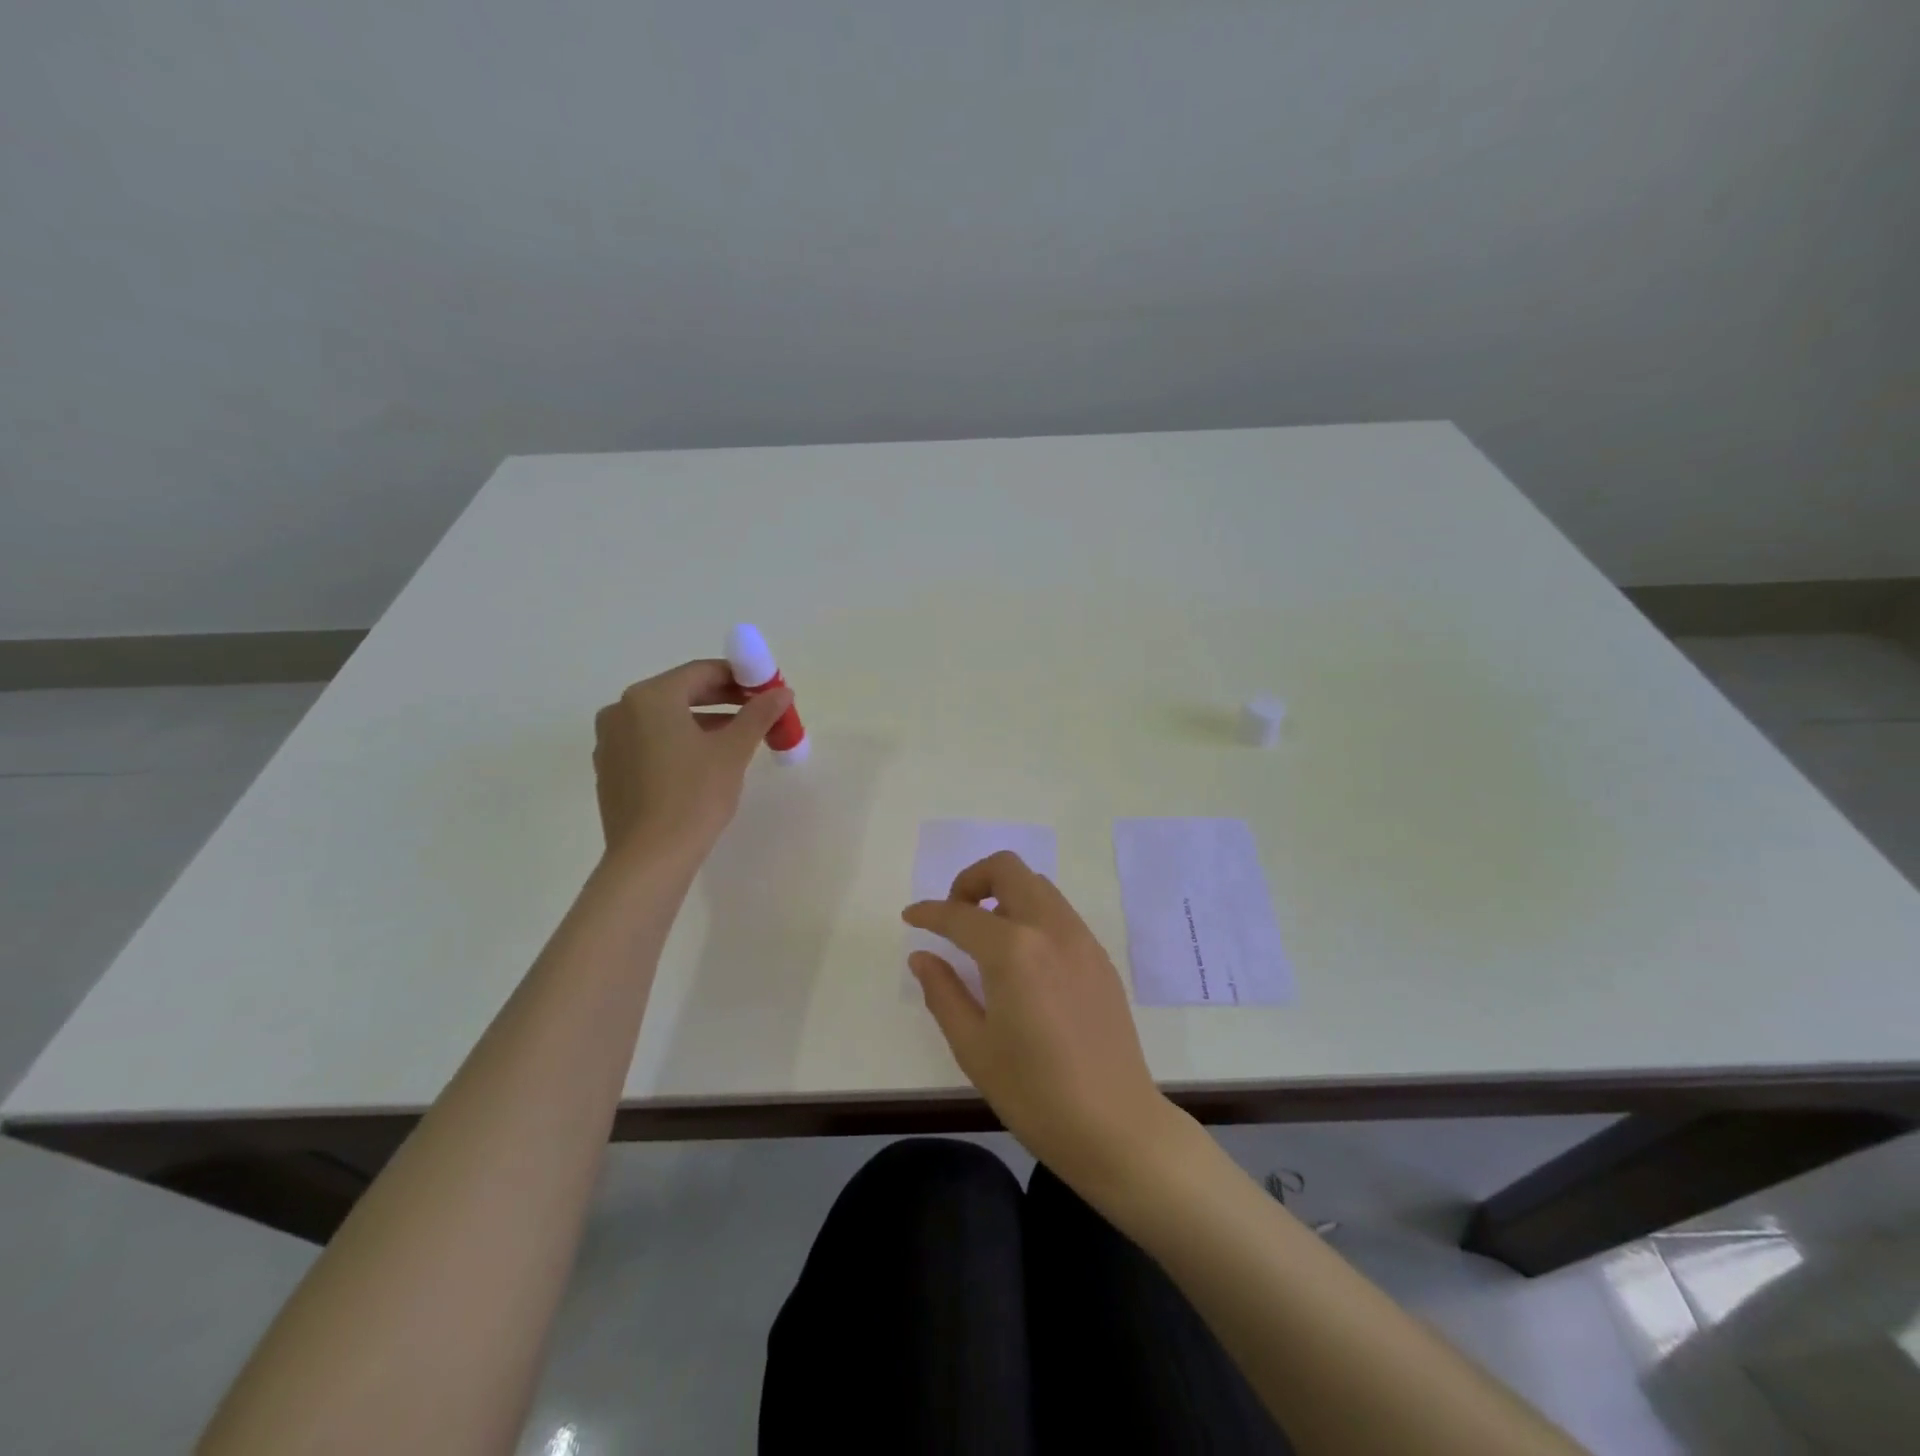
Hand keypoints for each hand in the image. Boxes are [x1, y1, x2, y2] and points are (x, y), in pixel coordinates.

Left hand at [592, 660, 791, 861]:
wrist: (650, 857)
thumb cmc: (694, 795)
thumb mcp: (733, 751)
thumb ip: (758, 714)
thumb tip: (782, 692)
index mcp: (650, 697)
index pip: (702, 672)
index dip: (739, 678)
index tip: (766, 691)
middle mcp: (622, 710)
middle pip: (681, 692)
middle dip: (722, 700)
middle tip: (757, 713)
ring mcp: (610, 740)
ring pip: (665, 719)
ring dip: (702, 722)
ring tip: (738, 738)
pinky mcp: (610, 768)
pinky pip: (649, 741)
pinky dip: (678, 742)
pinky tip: (703, 762)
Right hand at [902, 852, 1177, 1191]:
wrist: (1115, 1126)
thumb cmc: (1035, 1093)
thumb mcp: (974, 1047)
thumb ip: (943, 992)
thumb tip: (922, 956)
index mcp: (1014, 951)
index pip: (961, 915)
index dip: (930, 912)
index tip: (910, 917)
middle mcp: (1051, 930)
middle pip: (1008, 870)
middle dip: (972, 880)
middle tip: (954, 915)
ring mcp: (1082, 940)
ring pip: (1038, 886)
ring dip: (1005, 894)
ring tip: (985, 936)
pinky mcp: (1100, 957)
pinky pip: (1059, 913)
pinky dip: (1031, 914)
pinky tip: (1021, 958)